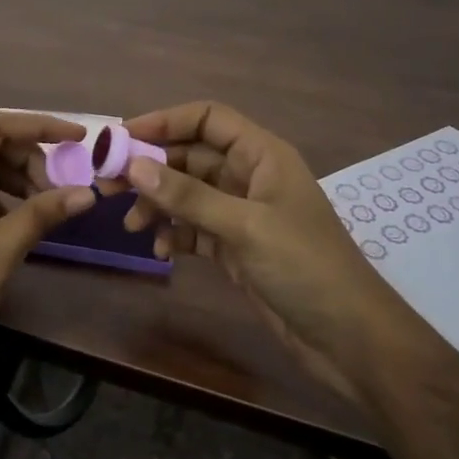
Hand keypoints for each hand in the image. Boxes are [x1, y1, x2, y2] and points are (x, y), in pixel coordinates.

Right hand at [113, 102, 387, 400]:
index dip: (166, 121)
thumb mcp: (245, 226)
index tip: (123, 138)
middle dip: (152, 168)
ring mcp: (242, 214)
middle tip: (109, 185)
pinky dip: (173, 234)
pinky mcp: (236, 248)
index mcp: (262, 155)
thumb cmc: (305, 267)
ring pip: (188, 194)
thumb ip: (188, 196)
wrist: (349, 339)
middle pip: (191, 156)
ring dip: (158, 204)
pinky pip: (193, 228)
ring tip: (131, 226)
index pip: (207, 119)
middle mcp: (250, 177)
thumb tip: (134, 166)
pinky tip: (160, 251)